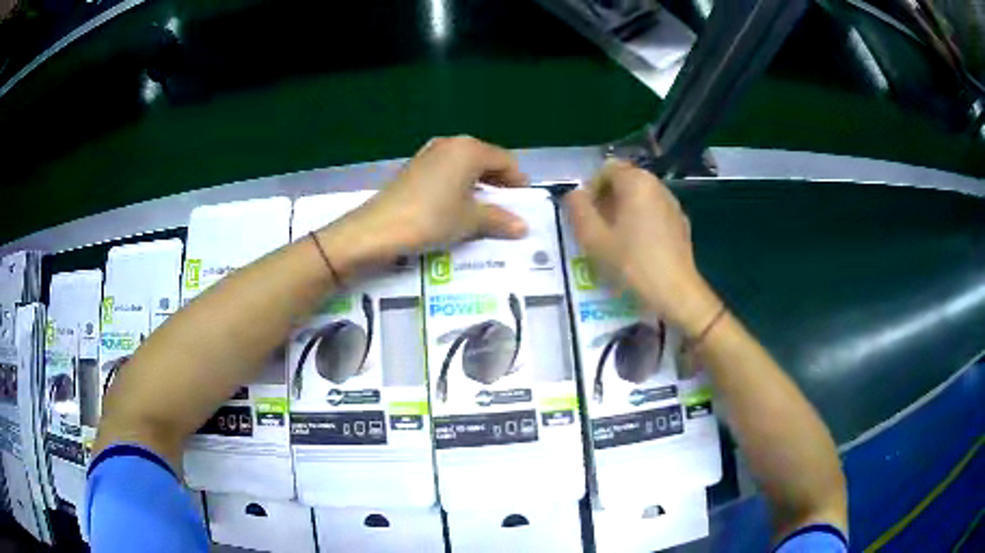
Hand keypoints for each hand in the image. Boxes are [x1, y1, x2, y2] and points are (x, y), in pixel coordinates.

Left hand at [318, 136, 528, 278]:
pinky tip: (455, 206)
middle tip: (506, 207)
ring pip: (464, 166)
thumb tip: (523, 227)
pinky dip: (457, 186)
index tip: (524, 202)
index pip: (505, 160)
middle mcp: (450, 144)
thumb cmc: (431, 219)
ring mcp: (429, 153)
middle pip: (485, 159)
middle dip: (498, 182)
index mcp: (469, 149)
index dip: (518, 181)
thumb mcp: (469, 220)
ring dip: (478, 185)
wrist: (377, 229)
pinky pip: (446, 172)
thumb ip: (498, 219)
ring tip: (483, 210)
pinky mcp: (414, 168)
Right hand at [564, 159, 718, 333]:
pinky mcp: (681, 222)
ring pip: (640, 197)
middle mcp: (657, 185)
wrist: (676, 292)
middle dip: (607, 200)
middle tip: (598, 229)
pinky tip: (638, 249)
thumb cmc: (632, 263)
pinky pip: (654, 212)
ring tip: (617, 240)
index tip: (587, 215)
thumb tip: (574, 195)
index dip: (591, 188)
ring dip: (624, 211)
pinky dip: (642, 221)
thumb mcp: (594, 238)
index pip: (606, 169)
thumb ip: (577, 209)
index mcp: (636, 182)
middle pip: (625, 181)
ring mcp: (672, 204)